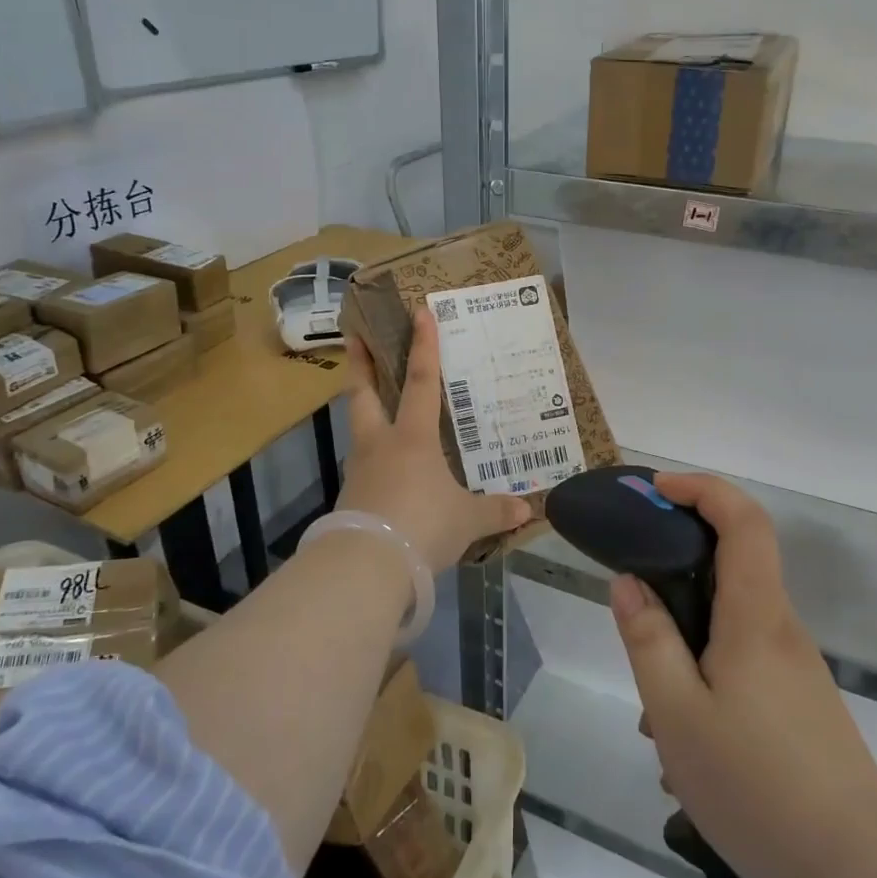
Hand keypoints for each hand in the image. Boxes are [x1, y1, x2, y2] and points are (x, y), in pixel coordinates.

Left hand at [339, 309, 531, 572]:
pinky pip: (362, 467)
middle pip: (365, 394)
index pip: (422, 383)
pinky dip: (371, 458)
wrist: (367, 565)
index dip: (423, 347)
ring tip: (372, 404)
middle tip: (356, 338)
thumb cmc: (423, 525)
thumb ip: (495, 511)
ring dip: (363, 410)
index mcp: (413, 438)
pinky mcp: (350, 498)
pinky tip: (383, 470)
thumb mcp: (467, 521)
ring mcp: (360, 470)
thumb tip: (526, 509)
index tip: (419, 313)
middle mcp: (381, 444)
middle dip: (362, 365)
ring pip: (359, 428)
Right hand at [611, 473, 876, 877]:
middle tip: (632, 607)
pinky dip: (703, 681)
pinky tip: (684, 747)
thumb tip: (628, 582)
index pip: (743, 520)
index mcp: (756, 616)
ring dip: (684, 648)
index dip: (702, 488)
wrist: (857, 876)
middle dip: (676, 574)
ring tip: (653, 718)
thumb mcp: (677, 712)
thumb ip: (648, 639)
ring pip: (728, 627)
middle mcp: (780, 629)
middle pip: (732, 567)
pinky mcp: (798, 705)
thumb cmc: (756, 785)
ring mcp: (794, 670)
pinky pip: (740, 666)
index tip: (656, 489)